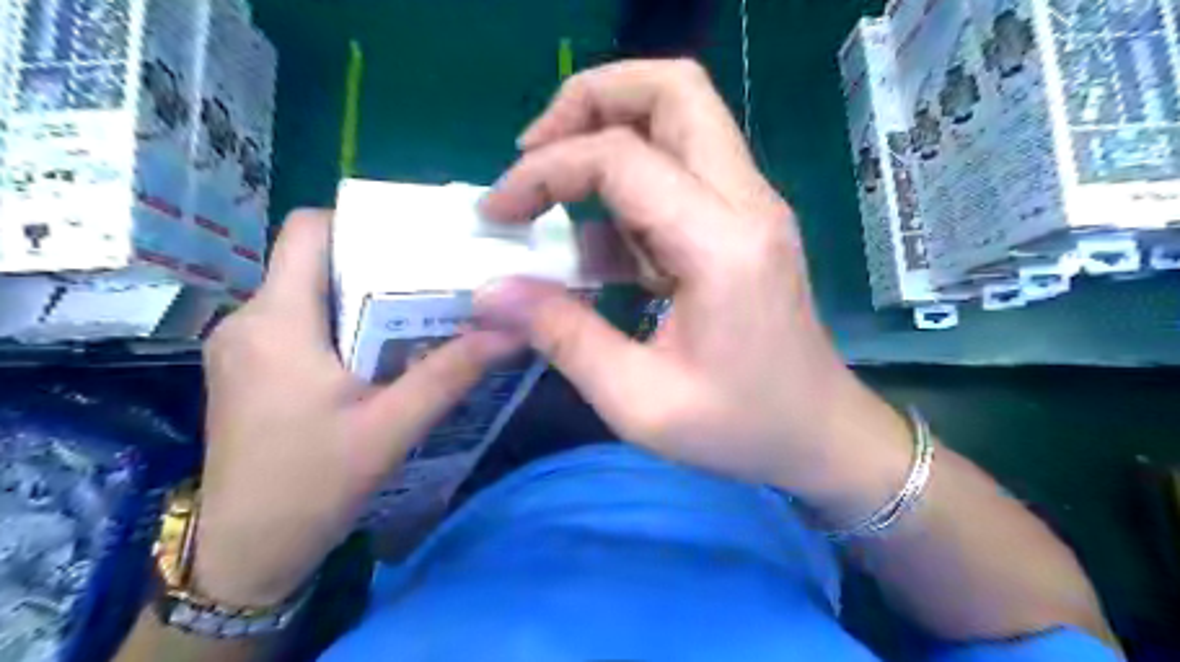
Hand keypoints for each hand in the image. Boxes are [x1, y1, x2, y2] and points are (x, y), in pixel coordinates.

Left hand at [193, 210, 517, 603]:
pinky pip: (298, 323)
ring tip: (416, 317)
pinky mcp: (247, 369)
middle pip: (314, 261)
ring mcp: (242, 346)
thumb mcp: (392, 428)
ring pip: (308, 293)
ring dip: (361, 299)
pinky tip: (378, 356)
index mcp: (276, 320)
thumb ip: (451, 374)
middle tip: (433, 283)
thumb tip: (510, 331)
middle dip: (375, 265)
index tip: (414, 243)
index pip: (307, 229)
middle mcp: (249, 320)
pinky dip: (341, 325)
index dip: (361, 224)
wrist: (244, 554)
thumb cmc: (312, 486)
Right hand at [474, 63, 906, 504]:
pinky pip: (681, 169)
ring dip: (607, 132)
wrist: (819, 433)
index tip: (498, 212)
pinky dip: (628, 183)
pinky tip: (597, 241)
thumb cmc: (740, 428)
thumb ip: (564, 338)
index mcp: (722, 245)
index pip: (621, 158)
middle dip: (589, 101)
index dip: (544, 171)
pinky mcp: (743, 222)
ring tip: (553, 188)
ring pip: (679, 116)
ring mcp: (750, 206)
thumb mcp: (640, 401)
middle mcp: (746, 203)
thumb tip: (493, 292)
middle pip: (672, 89)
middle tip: (534, 150)